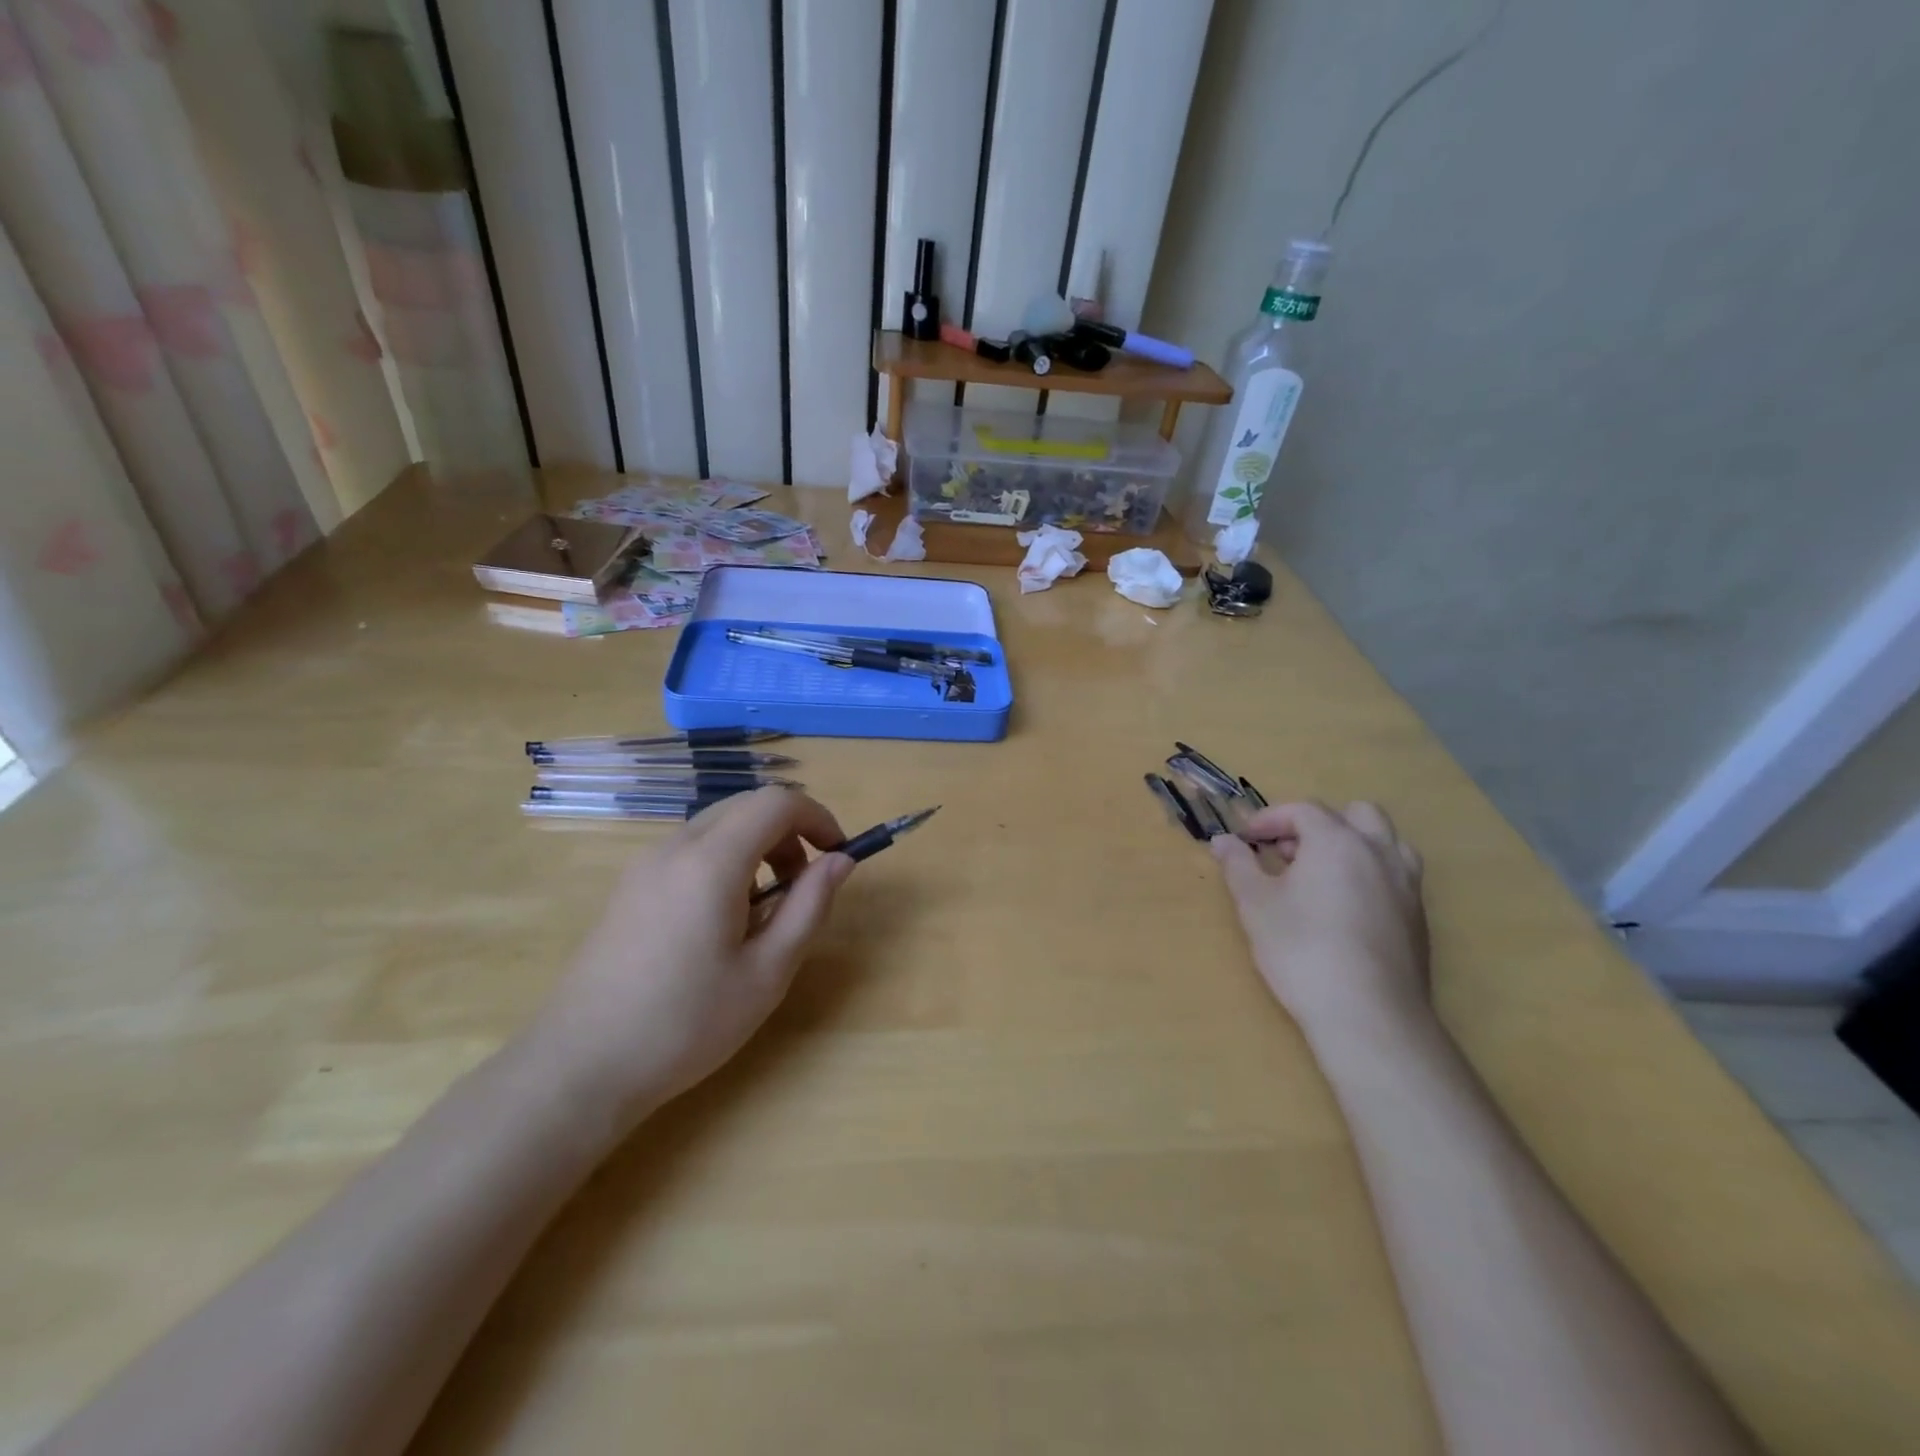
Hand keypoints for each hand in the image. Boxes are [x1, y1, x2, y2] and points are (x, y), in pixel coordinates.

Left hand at [536, 788, 853, 1125]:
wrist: (580, 1066)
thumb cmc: (686, 1023)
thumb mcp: (767, 972)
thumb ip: (809, 906)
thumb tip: (840, 860)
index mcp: (712, 862)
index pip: (777, 802)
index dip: (817, 817)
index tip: (838, 855)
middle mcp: (676, 847)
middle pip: (746, 806)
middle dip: (789, 833)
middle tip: (804, 888)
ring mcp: (646, 865)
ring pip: (718, 827)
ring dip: (757, 848)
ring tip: (763, 913)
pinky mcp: (630, 887)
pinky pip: (690, 851)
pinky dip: (725, 863)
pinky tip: (720, 924)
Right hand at [1210, 801, 1429, 1044]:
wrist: (1368, 1015)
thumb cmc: (1302, 949)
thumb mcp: (1255, 904)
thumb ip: (1238, 865)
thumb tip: (1222, 840)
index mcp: (1337, 841)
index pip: (1303, 810)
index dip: (1270, 819)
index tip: (1246, 841)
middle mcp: (1379, 853)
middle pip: (1355, 814)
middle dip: (1318, 824)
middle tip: (1288, 853)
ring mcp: (1407, 885)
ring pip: (1386, 842)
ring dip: (1352, 845)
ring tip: (1322, 874)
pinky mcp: (1419, 919)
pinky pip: (1395, 877)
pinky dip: (1369, 875)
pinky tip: (1345, 909)